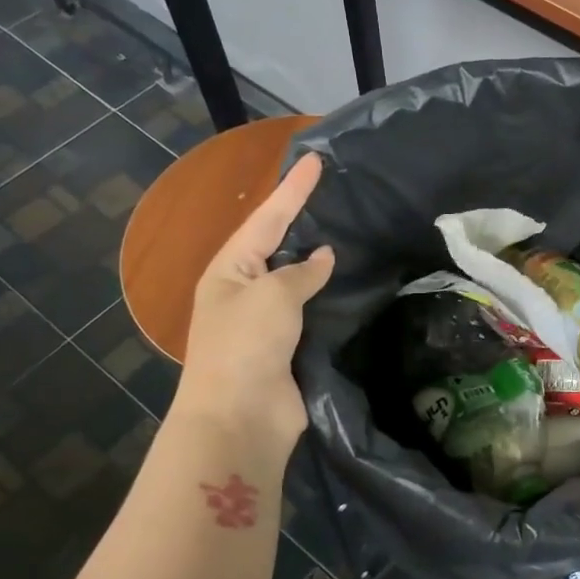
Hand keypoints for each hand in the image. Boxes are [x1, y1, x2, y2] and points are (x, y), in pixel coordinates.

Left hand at [172, 152, 334, 457]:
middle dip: (302, 219)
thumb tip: (323, 257)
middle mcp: (244, 290)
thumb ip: (301, 272)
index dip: (293, 190)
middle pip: (278, 245)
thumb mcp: (272, 296)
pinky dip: (328, 296)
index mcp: (229, 269)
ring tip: (348, 231)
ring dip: (318, 260)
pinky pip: (311, 311)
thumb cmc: (246, 345)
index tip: (316, 160)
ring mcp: (266, 321)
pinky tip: (350, 283)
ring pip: (297, 279)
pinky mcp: (288, 347)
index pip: (267, 219)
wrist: (240, 417)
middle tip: (334, 191)